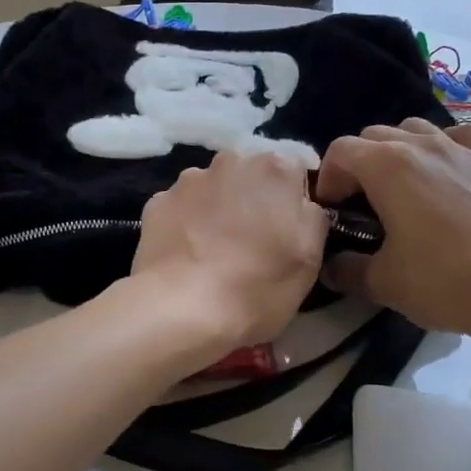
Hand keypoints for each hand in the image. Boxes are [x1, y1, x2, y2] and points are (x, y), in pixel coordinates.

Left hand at [129, 151, 329, 361]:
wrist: (181, 309)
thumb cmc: (257, 286)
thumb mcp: (310, 259)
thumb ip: (313, 217)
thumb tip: (302, 203)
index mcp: (276, 169)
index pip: (295, 170)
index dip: (293, 200)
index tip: (288, 231)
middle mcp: (232, 160)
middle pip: (252, 174)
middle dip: (254, 198)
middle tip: (253, 241)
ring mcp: (190, 179)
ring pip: (215, 188)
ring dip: (219, 208)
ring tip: (215, 250)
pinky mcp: (158, 200)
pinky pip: (183, 206)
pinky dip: (187, 222)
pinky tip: (187, 254)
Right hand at [315, 118, 470, 339]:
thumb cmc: (446, 281)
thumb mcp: (384, 283)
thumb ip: (347, 270)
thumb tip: (331, 266)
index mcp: (387, 166)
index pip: (341, 150)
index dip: (328, 177)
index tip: (333, 209)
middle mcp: (422, 145)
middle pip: (375, 135)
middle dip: (360, 164)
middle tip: (363, 203)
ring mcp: (463, 148)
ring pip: (416, 128)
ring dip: (399, 150)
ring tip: (404, 186)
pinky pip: (463, 136)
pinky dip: (447, 146)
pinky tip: (451, 170)